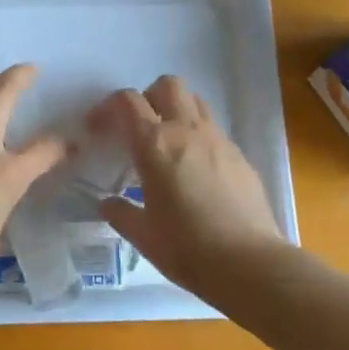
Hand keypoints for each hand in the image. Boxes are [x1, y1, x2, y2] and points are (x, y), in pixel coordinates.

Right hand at [88, 75, 282, 295]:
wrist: (250, 264)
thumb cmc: (187, 249)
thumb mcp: (143, 236)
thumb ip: (120, 213)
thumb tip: (108, 204)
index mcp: (155, 145)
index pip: (127, 102)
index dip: (107, 107)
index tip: (98, 128)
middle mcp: (187, 131)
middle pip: (167, 85)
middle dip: (148, 98)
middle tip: (138, 128)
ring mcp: (219, 140)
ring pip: (195, 102)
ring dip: (176, 111)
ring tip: (167, 144)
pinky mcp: (240, 156)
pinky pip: (214, 130)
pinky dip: (198, 137)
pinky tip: (195, 171)